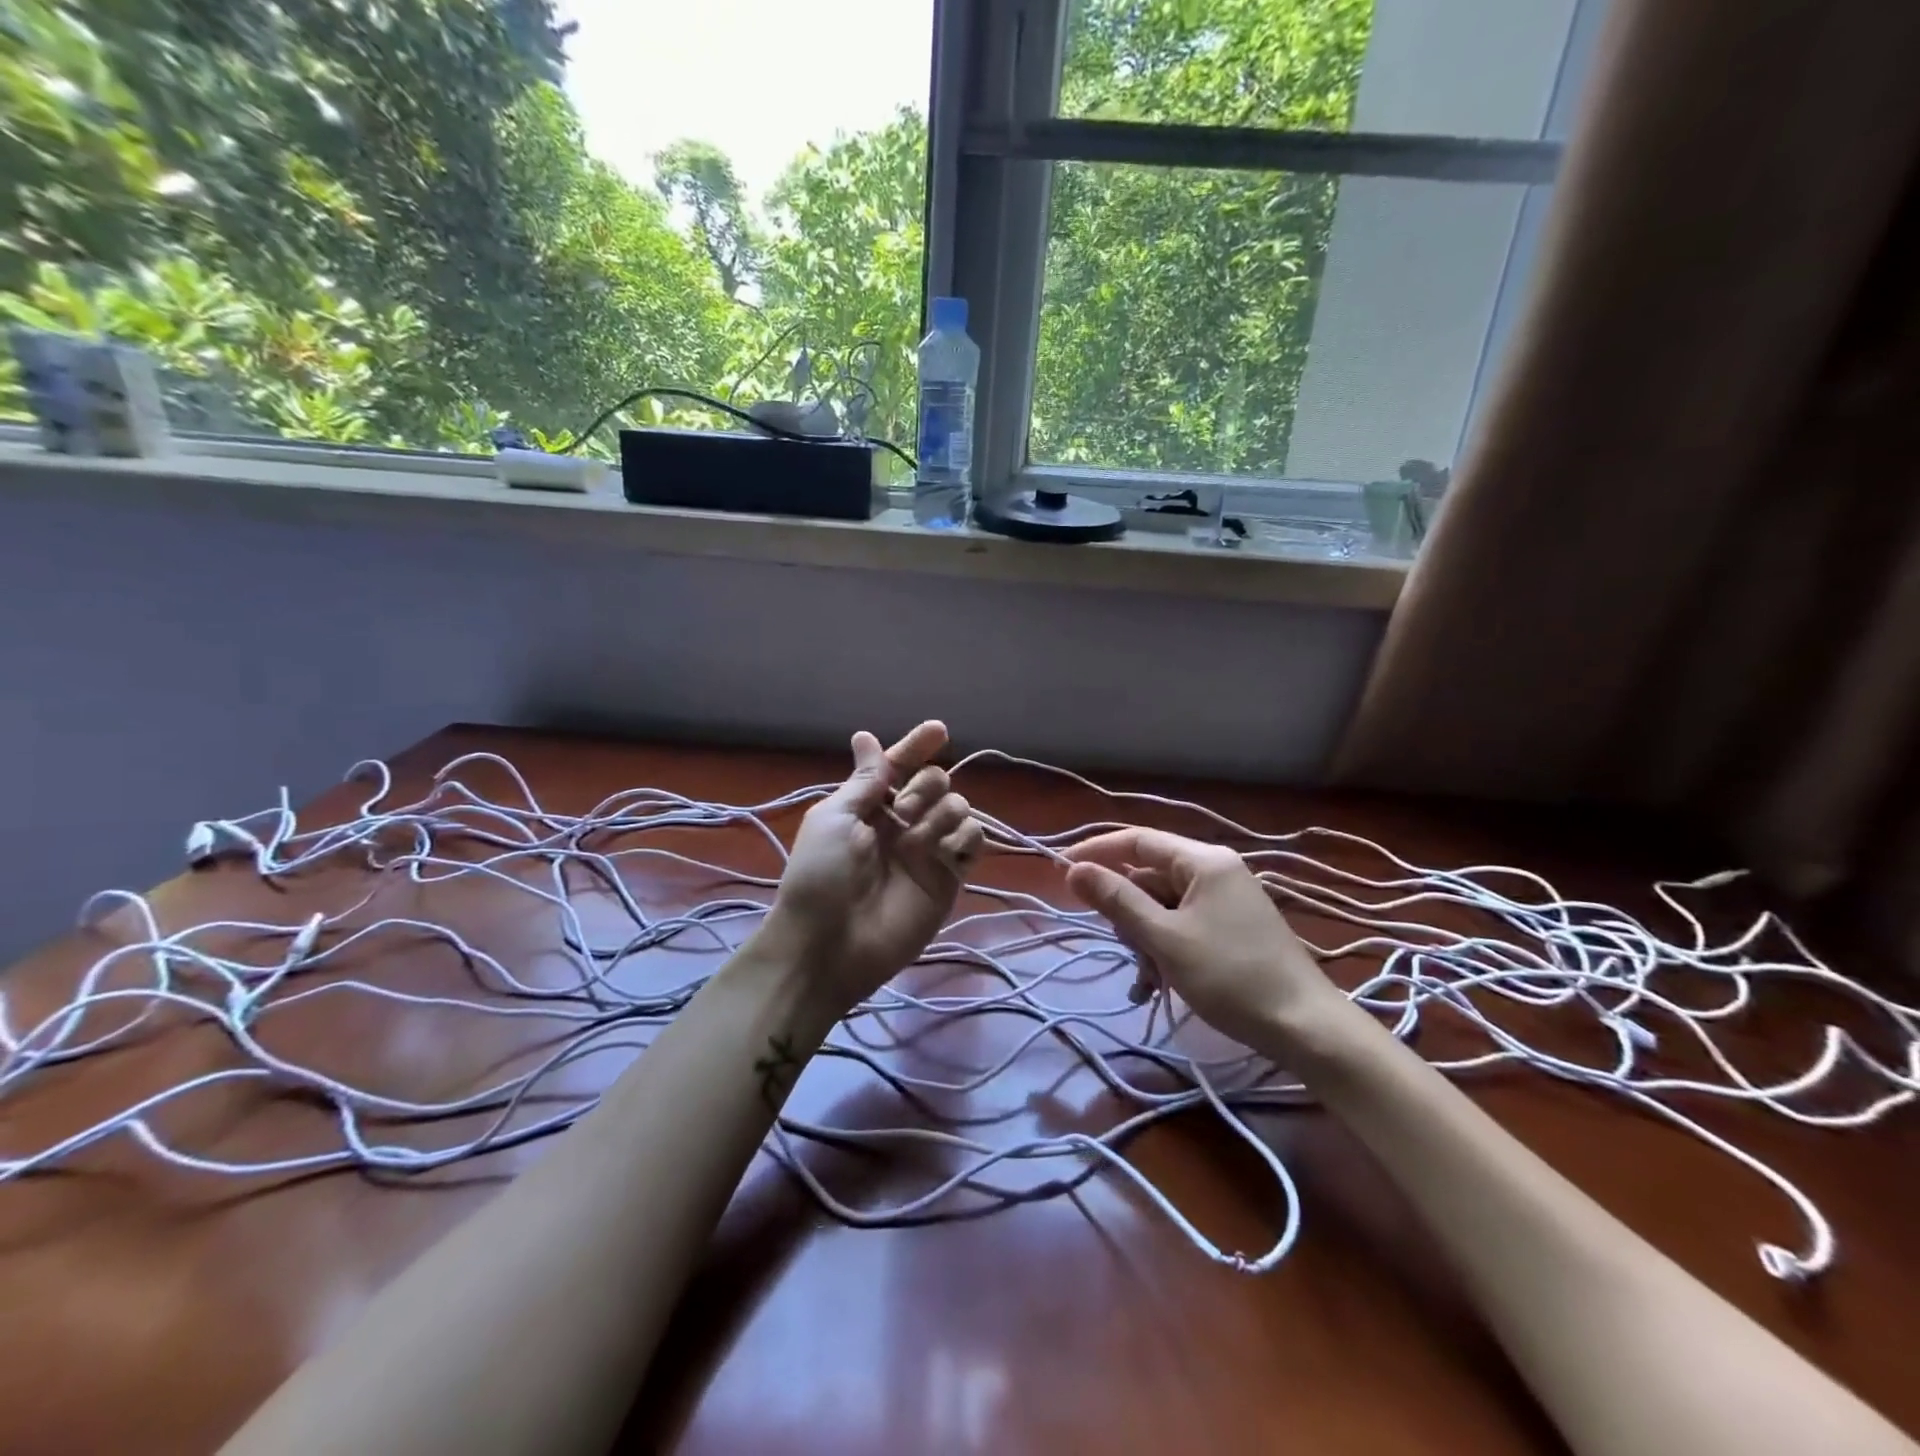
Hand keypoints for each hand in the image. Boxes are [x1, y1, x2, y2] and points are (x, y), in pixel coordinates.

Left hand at [765, 721, 984, 1009]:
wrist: (830, 945)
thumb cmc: (821, 875)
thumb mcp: (834, 818)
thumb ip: (864, 779)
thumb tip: (865, 735)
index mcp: (870, 806)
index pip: (899, 767)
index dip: (917, 747)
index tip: (938, 730)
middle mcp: (902, 824)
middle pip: (936, 782)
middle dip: (926, 786)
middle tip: (903, 813)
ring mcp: (928, 851)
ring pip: (959, 808)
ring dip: (943, 813)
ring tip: (918, 842)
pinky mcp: (948, 879)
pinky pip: (973, 843)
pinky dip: (967, 837)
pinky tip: (947, 849)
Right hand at [1064, 827, 1348, 1053]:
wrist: (1306, 1028)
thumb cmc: (1231, 977)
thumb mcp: (1164, 939)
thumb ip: (1117, 900)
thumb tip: (1073, 868)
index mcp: (1203, 861)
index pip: (1137, 840)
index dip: (1096, 851)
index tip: (1061, 870)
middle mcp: (1215, 870)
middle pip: (1149, 876)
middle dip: (1128, 912)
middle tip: (1124, 947)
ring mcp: (1226, 899)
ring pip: (1163, 905)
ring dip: (1145, 938)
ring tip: (1147, 978)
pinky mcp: (1232, 926)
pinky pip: (1183, 924)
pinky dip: (1165, 947)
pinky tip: (1158, 982)